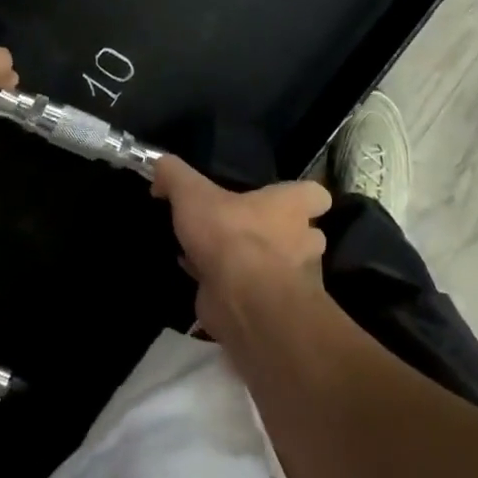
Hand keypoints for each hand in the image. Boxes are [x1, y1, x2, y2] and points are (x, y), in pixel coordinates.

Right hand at [153, 155, 331, 336]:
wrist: (242, 301)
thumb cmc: (229, 235)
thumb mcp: (193, 194)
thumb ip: (175, 175)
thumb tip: (160, 166)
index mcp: (292, 206)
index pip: (317, 195)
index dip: (303, 196)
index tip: (280, 198)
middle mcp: (303, 241)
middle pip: (305, 234)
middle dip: (280, 236)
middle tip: (246, 231)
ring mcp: (294, 280)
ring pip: (281, 269)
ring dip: (258, 266)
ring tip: (223, 259)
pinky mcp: (274, 312)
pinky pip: (257, 297)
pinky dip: (237, 292)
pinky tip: (206, 285)